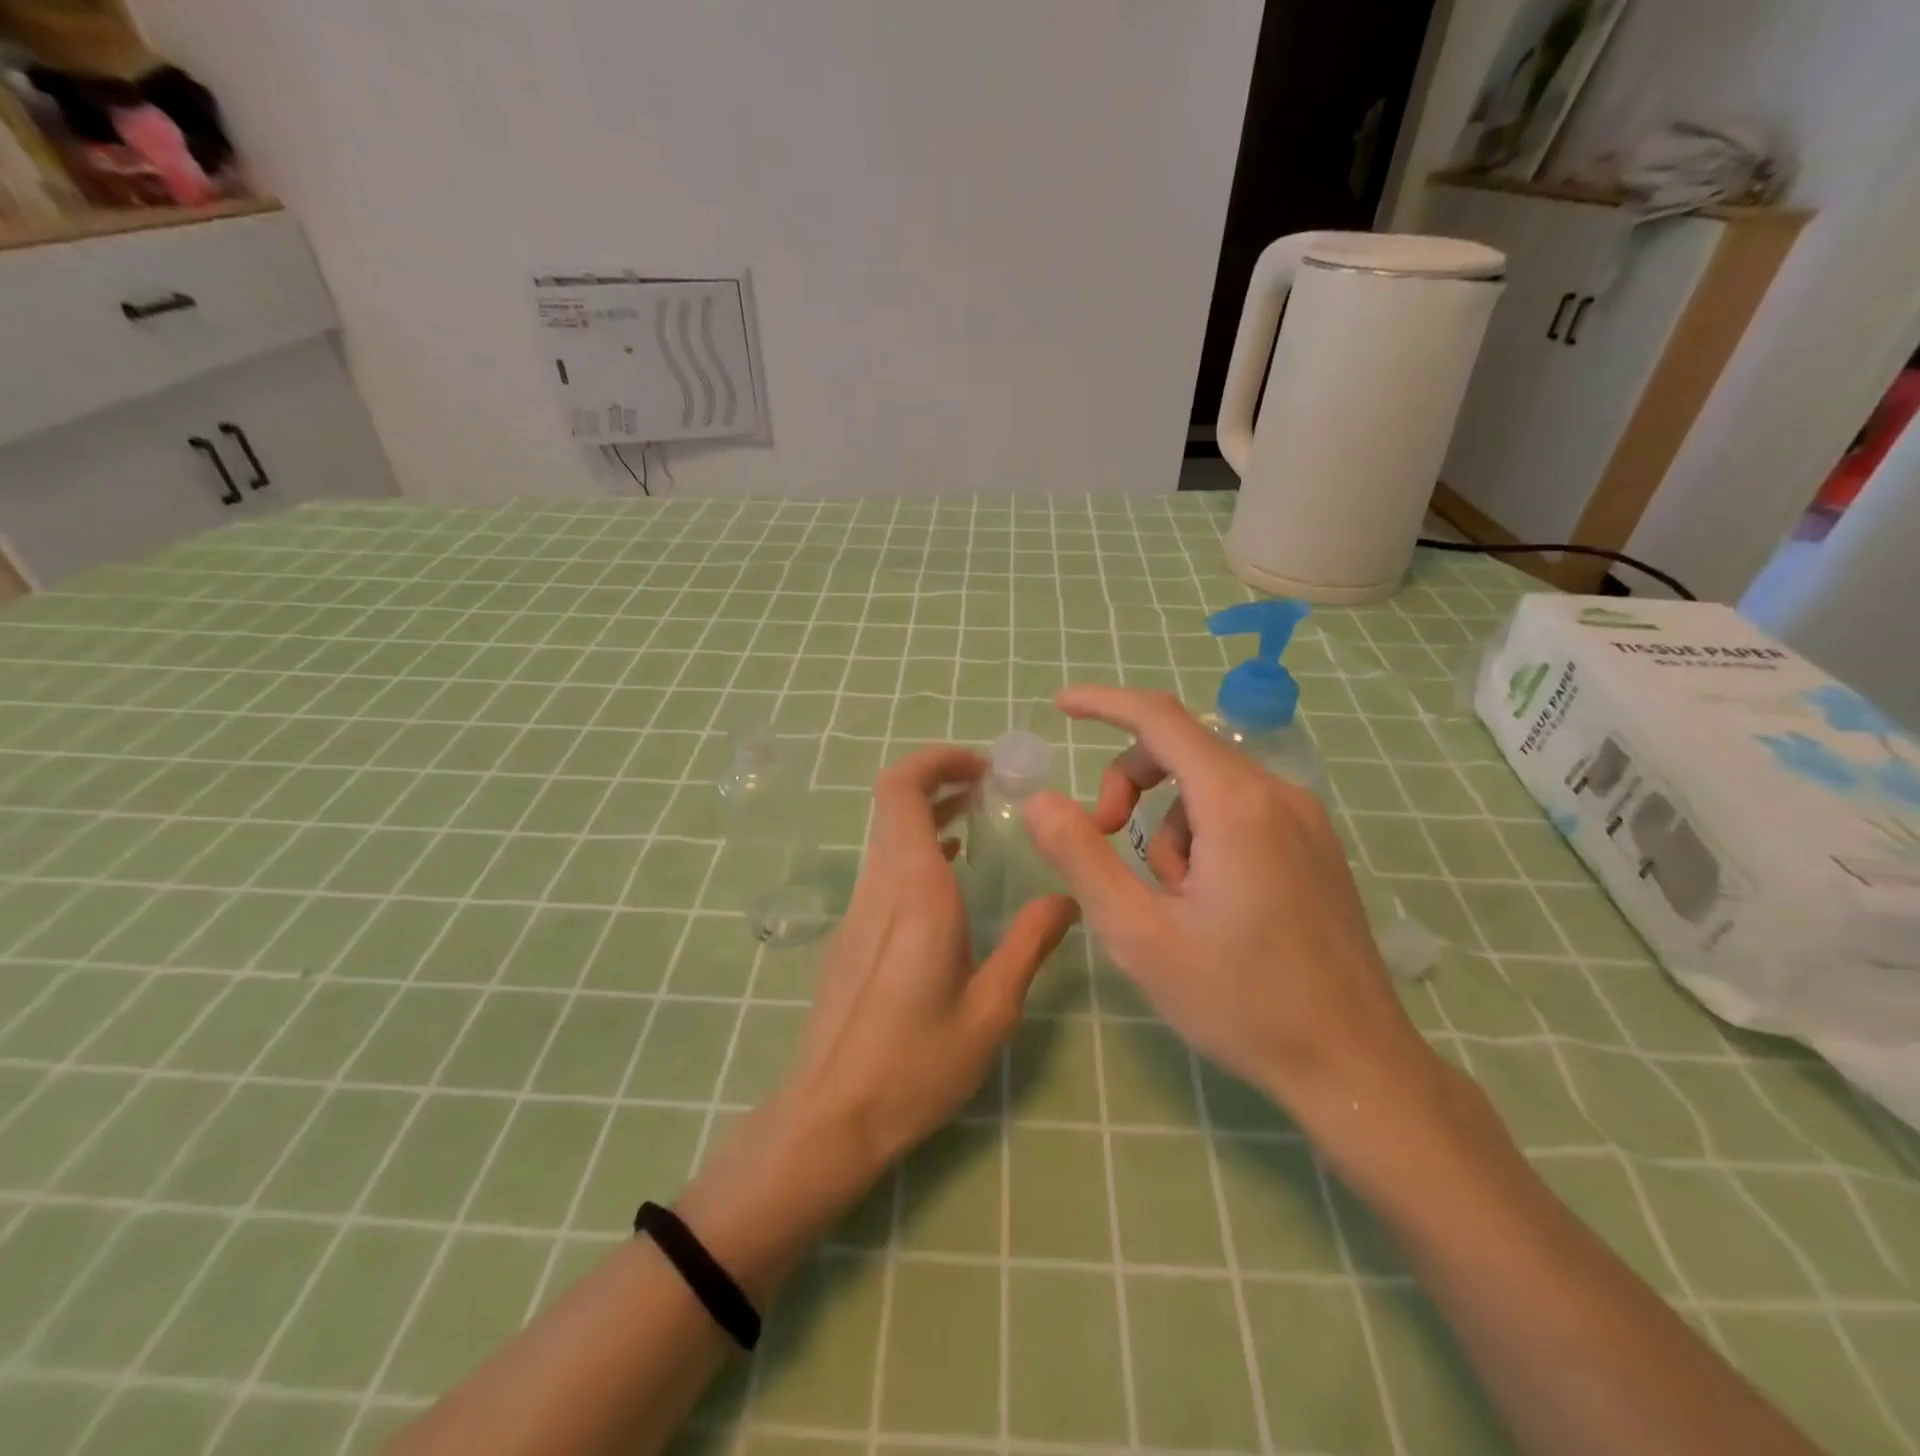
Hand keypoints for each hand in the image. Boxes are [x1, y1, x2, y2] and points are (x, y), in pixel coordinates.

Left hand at [786, 746, 1078, 1169]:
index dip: (936, 760)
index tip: (983, 766)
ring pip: (887, 833)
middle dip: (940, 779)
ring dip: (929, 813)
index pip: (902, 789)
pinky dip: (918, 848)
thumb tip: (1065, 899)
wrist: (832, 1115)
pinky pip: (884, 867)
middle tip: (991, 786)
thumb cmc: (917, 1063)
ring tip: (979, 818)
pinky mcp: (852, 931)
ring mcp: (859, 907)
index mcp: (914, 889)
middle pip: (893, 801)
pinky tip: (953, 874)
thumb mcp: (991, 1009)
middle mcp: (880, 885)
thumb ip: (1029, 944)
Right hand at [1021, 687, 1431, 1115]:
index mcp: (1236, 804)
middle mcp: (1278, 794)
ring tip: (1171, 900)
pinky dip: (1202, 838)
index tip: (1060, 706)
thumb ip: (1081, 857)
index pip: (1159, 718)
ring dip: (1167, 826)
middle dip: (1128, 783)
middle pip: (1182, 750)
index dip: (1103, 703)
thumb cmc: (1240, 1001)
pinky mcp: (1315, 846)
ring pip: (1208, 787)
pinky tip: (1209, 903)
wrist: (1356, 1067)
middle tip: (1103, 840)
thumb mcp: (1140, 934)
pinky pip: (1240, 812)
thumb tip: (1039, 800)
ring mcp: (1305, 819)